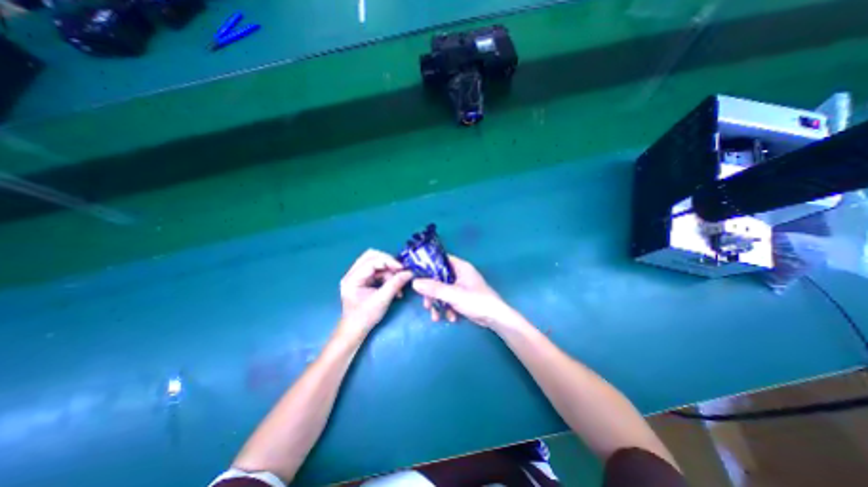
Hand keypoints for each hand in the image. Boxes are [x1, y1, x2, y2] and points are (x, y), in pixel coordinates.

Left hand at [339, 252, 413, 334]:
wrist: (355, 330)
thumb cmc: (365, 317)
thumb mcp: (382, 300)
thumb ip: (395, 284)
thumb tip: (409, 273)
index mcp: (352, 278)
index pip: (371, 260)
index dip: (388, 261)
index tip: (402, 268)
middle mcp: (352, 273)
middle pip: (372, 256)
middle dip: (388, 262)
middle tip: (400, 271)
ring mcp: (357, 275)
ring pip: (376, 262)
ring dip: (389, 271)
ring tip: (398, 283)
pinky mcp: (363, 279)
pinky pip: (377, 270)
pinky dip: (387, 275)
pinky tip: (393, 286)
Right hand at [412, 255, 524, 331]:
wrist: (496, 319)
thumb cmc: (477, 301)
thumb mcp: (454, 295)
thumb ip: (434, 289)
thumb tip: (415, 282)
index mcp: (460, 266)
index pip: (440, 260)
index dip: (427, 266)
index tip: (416, 275)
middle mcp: (460, 273)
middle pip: (438, 278)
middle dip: (431, 293)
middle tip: (427, 304)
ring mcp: (461, 285)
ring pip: (442, 290)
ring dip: (438, 303)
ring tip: (436, 316)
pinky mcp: (462, 296)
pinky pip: (449, 298)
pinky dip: (447, 308)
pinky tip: (450, 318)